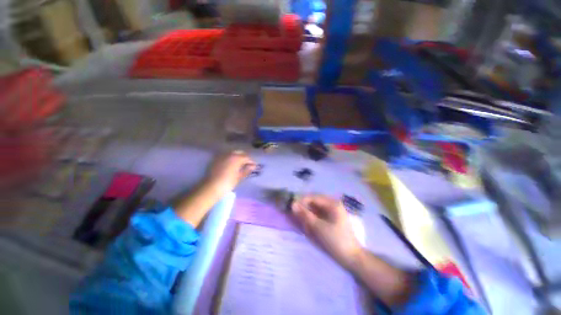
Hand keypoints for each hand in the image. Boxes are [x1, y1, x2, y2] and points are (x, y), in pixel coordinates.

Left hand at [205, 151, 255, 192]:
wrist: (211, 187)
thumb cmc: (228, 183)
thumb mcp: (239, 177)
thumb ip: (247, 170)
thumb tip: (253, 166)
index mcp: (237, 158)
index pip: (247, 157)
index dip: (251, 161)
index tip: (254, 166)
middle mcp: (229, 154)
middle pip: (240, 152)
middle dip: (244, 157)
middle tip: (247, 164)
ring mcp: (222, 156)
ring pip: (232, 153)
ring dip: (237, 157)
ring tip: (239, 164)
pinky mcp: (216, 159)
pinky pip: (226, 156)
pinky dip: (230, 158)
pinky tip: (231, 164)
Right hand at [292, 195, 362, 268]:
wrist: (352, 257)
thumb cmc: (335, 240)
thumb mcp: (318, 227)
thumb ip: (305, 214)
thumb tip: (293, 204)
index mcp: (332, 203)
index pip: (313, 197)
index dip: (302, 201)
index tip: (292, 208)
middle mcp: (334, 204)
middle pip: (315, 201)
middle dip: (305, 207)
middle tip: (297, 215)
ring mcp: (334, 211)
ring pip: (317, 207)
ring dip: (309, 213)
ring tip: (304, 222)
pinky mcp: (333, 218)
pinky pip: (320, 213)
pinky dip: (314, 218)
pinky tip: (311, 225)